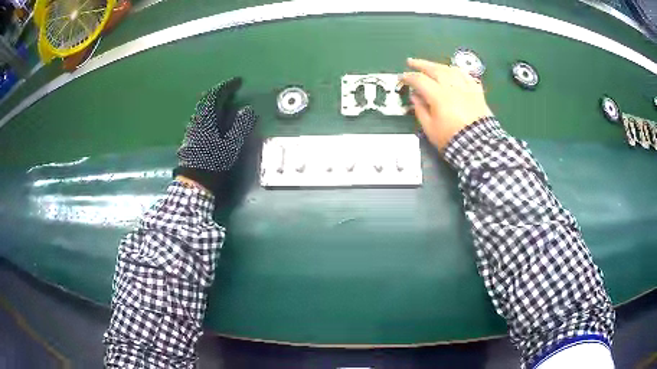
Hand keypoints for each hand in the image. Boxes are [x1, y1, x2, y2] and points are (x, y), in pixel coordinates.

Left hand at [174, 77, 256, 193]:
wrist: (195, 181)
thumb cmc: (213, 163)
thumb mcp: (231, 145)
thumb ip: (240, 125)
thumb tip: (248, 110)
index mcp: (207, 118)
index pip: (216, 95)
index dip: (228, 86)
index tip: (239, 81)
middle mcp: (197, 120)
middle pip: (206, 99)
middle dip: (220, 92)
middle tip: (231, 90)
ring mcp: (192, 128)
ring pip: (203, 108)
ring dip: (214, 102)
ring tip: (226, 102)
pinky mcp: (191, 137)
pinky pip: (201, 116)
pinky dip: (210, 112)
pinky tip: (216, 119)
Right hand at [401, 58, 492, 151]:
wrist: (478, 146)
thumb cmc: (451, 138)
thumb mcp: (429, 128)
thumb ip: (420, 110)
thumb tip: (415, 96)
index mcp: (438, 95)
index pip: (420, 80)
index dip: (409, 77)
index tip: (402, 78)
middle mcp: (452, 87)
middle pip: (435, 69)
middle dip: (421, 64)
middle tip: (411, 62)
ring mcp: (466, 88)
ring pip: (451, 70)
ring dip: (439, 66)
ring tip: (432, 66)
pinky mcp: (477, 93)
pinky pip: (468, 77)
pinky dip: (459, 73)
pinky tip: (455, 73)